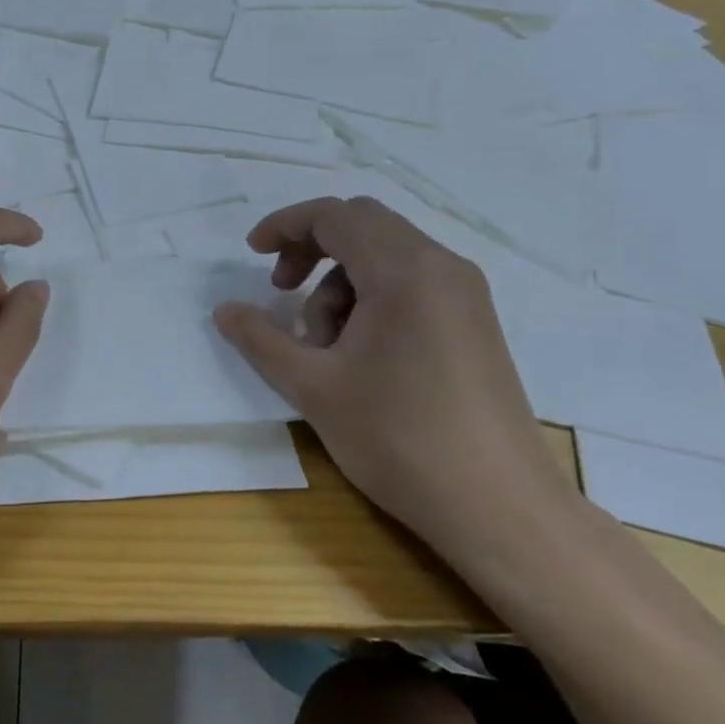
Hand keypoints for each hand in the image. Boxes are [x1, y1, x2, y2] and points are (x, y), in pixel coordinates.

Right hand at [213, 197, 573, 563]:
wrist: (500, 508)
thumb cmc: (399, 439)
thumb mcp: (313, 387)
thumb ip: (260, 339)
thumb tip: (224, 310)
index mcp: (403, 271)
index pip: (334, 215)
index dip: (285, 226)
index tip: (252, 255)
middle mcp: (441, 267)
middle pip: (362, 225)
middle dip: (311, 248)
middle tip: (281, 291)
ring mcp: (464, 294)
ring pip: (386, 255)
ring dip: (340, 282)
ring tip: (323, 345)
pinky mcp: (473, 321)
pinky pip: (411, 282)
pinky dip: (372, 296)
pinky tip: (359, 352)